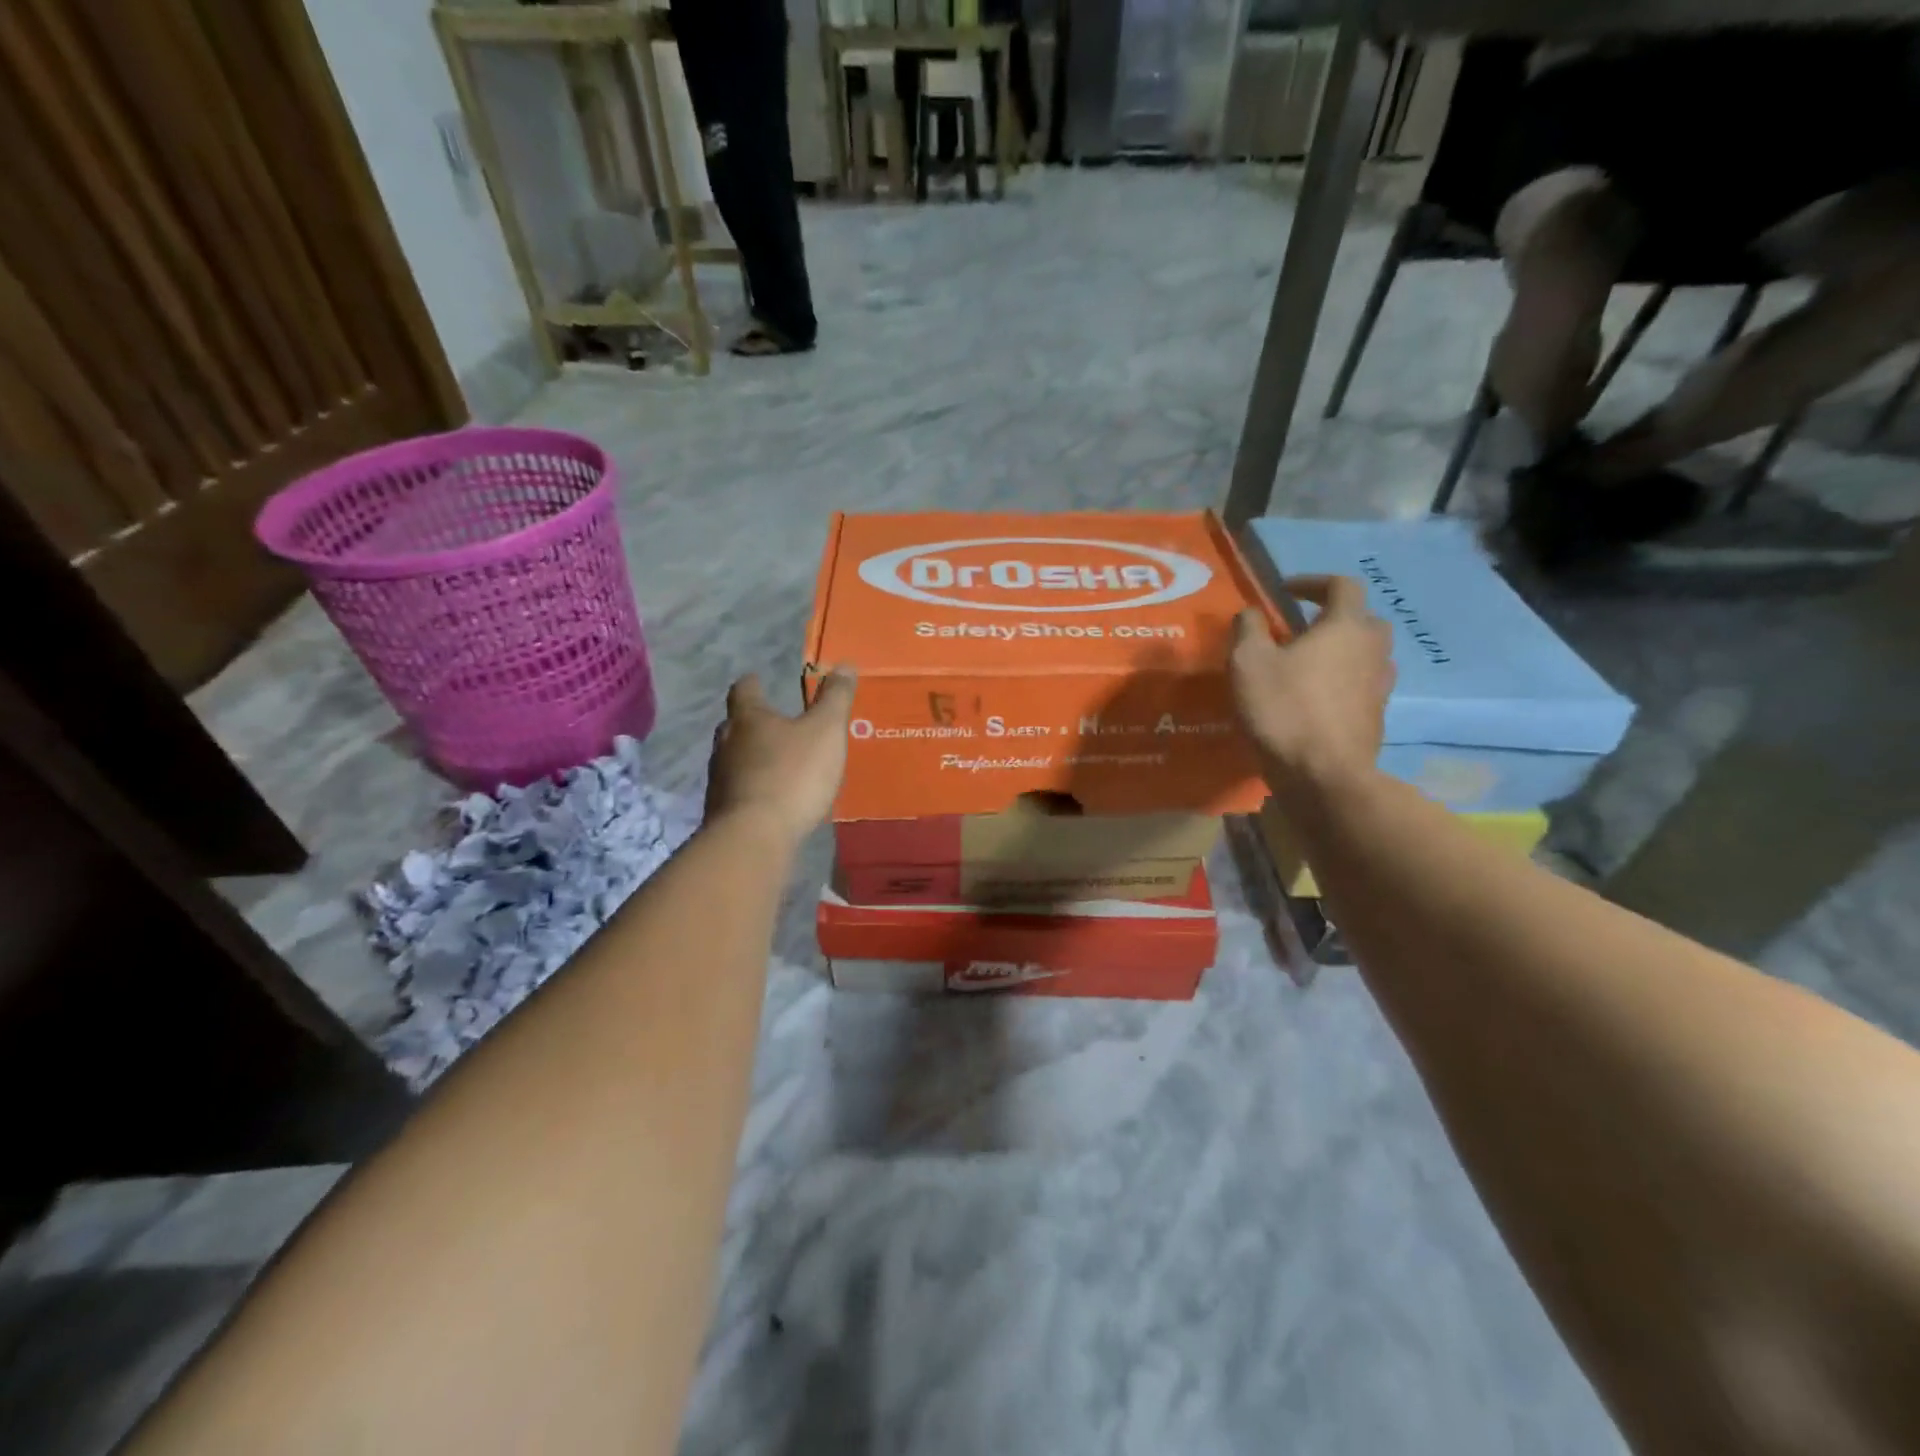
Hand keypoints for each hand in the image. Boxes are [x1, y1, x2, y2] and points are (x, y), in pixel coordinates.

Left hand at [704, 670, 855, 845]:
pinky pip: (737, 789)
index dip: (752, 683)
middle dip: (751, 722)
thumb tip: (843, 664)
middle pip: (734, 725)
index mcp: (749, 719)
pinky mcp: (721, 810)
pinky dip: (752, 786)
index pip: (743, 691)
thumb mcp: (826, 731)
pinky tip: (769, 796)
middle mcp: (726, 743)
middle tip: (772, 722)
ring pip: (733, 758)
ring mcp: (719, 778)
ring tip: (774, 761)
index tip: (757, 679)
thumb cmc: (793, 774)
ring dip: (750, 756)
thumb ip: (835, 698)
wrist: (754, 836)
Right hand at [1230, 576, 1393, 794]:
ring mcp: (1380, 685)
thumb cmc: (1284, 709)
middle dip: (1331, 617)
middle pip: (1361, 619)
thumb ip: (1248, 628)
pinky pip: (1360, 685)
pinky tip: (1313, 698)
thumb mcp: (1248, 662)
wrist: (1323, 775)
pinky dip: (1340, 682)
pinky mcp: (1376, 716)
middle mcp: (1373, 649)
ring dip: (1339, 651)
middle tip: (1299, 629)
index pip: (1342, 585)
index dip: (1313, 582)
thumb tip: (1252, 612)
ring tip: (1306, 665)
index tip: (1286, 591)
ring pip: (1364, 654)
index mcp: (1346, 626)